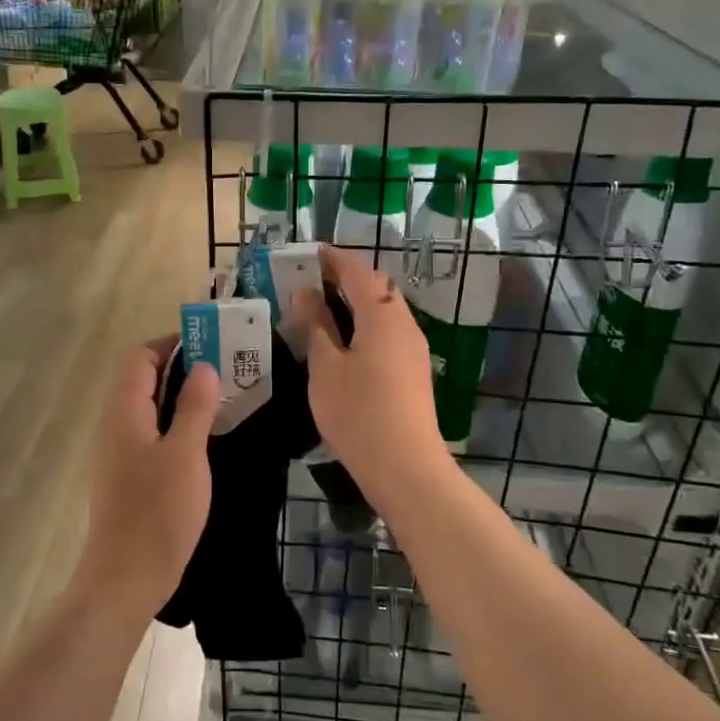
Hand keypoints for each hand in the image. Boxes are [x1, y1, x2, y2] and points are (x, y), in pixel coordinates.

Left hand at [78, 339, 219, 619]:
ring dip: (180, 397)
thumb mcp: (185, 454)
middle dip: (182, 369)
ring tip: (221, 400)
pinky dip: (175, 424)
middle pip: (143, 379)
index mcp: (123, 411)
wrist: (126, 578)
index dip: (172, 344)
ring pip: (148, 407)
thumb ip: (194, 407)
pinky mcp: (127, 475)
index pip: (140, 356)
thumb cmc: (157, 512)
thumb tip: (204, 366)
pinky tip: (204, 438)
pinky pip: (150, 433)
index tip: (211, 346)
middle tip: (224, 371)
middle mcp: (114, 424)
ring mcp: (118, 451)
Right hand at [292, 245, 455, 503]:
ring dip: (357, 304)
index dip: (334, 259)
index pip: (358, 272)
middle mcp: (404, 324)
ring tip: (323, 311)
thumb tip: (306, 293)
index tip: (310, 254)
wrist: (405, 467)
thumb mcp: (325, 367)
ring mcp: (413, 350)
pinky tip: (344, 343)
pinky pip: (388, 333)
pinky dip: (365, 326)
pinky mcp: (413, 372)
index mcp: (383, 315)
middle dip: (347, 279)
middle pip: (377, 288)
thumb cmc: (358, 412)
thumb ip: (316, 326)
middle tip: (313, 282)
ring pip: (384, 312)